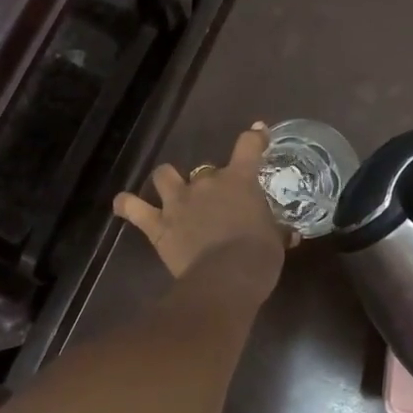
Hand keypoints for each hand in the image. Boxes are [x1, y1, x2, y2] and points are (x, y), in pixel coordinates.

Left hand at [114, 123, 292, 292]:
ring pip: (164, 176)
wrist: (227, 278)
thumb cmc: (258, 257)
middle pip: (205, 169)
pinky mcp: (158, 225)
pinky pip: (133, 209)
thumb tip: (288, 234)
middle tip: (217, 202)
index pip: (248, 146)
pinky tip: (124, 204)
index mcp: (239, 181)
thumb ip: (277, 231)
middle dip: (211, 181)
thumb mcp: (276, 241)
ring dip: (168, 181)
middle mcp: (206, 183)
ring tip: (172, 191)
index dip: (254, 137)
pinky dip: (128, 205)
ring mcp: (178, 202)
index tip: (257, 133)